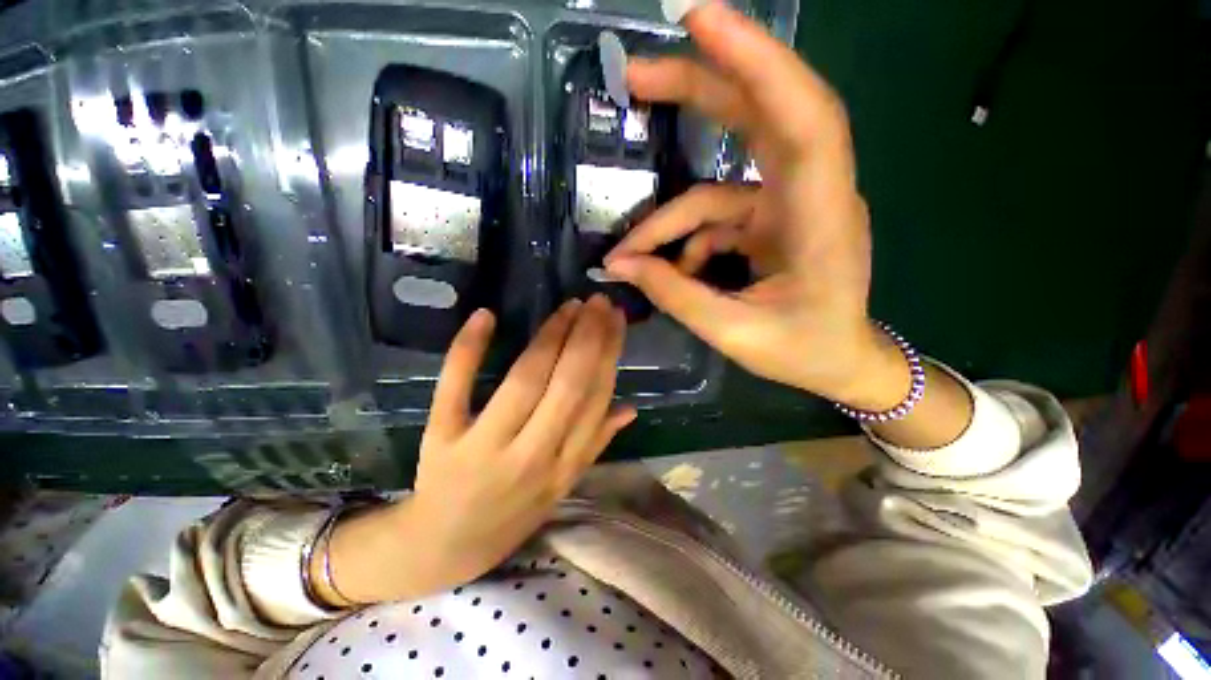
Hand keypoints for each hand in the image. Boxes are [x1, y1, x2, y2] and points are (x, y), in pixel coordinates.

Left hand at [317, 296, 634, 604]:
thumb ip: (596, 443)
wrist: (444, 548)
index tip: (617, 319)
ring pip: (525, 381)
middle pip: (567, 386)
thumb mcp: (563, 485)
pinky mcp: (441, 440)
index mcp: (564, 467)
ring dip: (550, 337)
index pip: (595, 399)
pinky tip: (485, 315)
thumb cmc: (512, 514)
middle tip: (598, 301)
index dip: (609, 354)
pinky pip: (455, 389)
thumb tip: (630, 407)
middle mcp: (531, 457)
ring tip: (569, 306)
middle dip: (588, 337)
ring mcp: (484, 448)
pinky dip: (468, 349)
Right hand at [604, 2, 907, 409]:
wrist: (838, 361)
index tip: (700, 21)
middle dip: (700, 87)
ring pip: (722, 177)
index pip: (802, 119)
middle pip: (761, 116)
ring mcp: (787, 205)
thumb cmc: (803, 351)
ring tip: (629, 248)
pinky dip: (684, 241)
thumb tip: (621, 267)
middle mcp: (810, 194)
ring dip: (669, 209)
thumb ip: (676, 296)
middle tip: (638, 78)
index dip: (757, 62)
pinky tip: (668, 271)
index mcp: (820, 218)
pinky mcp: (769, 220)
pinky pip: (715, 217)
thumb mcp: (734, 332)